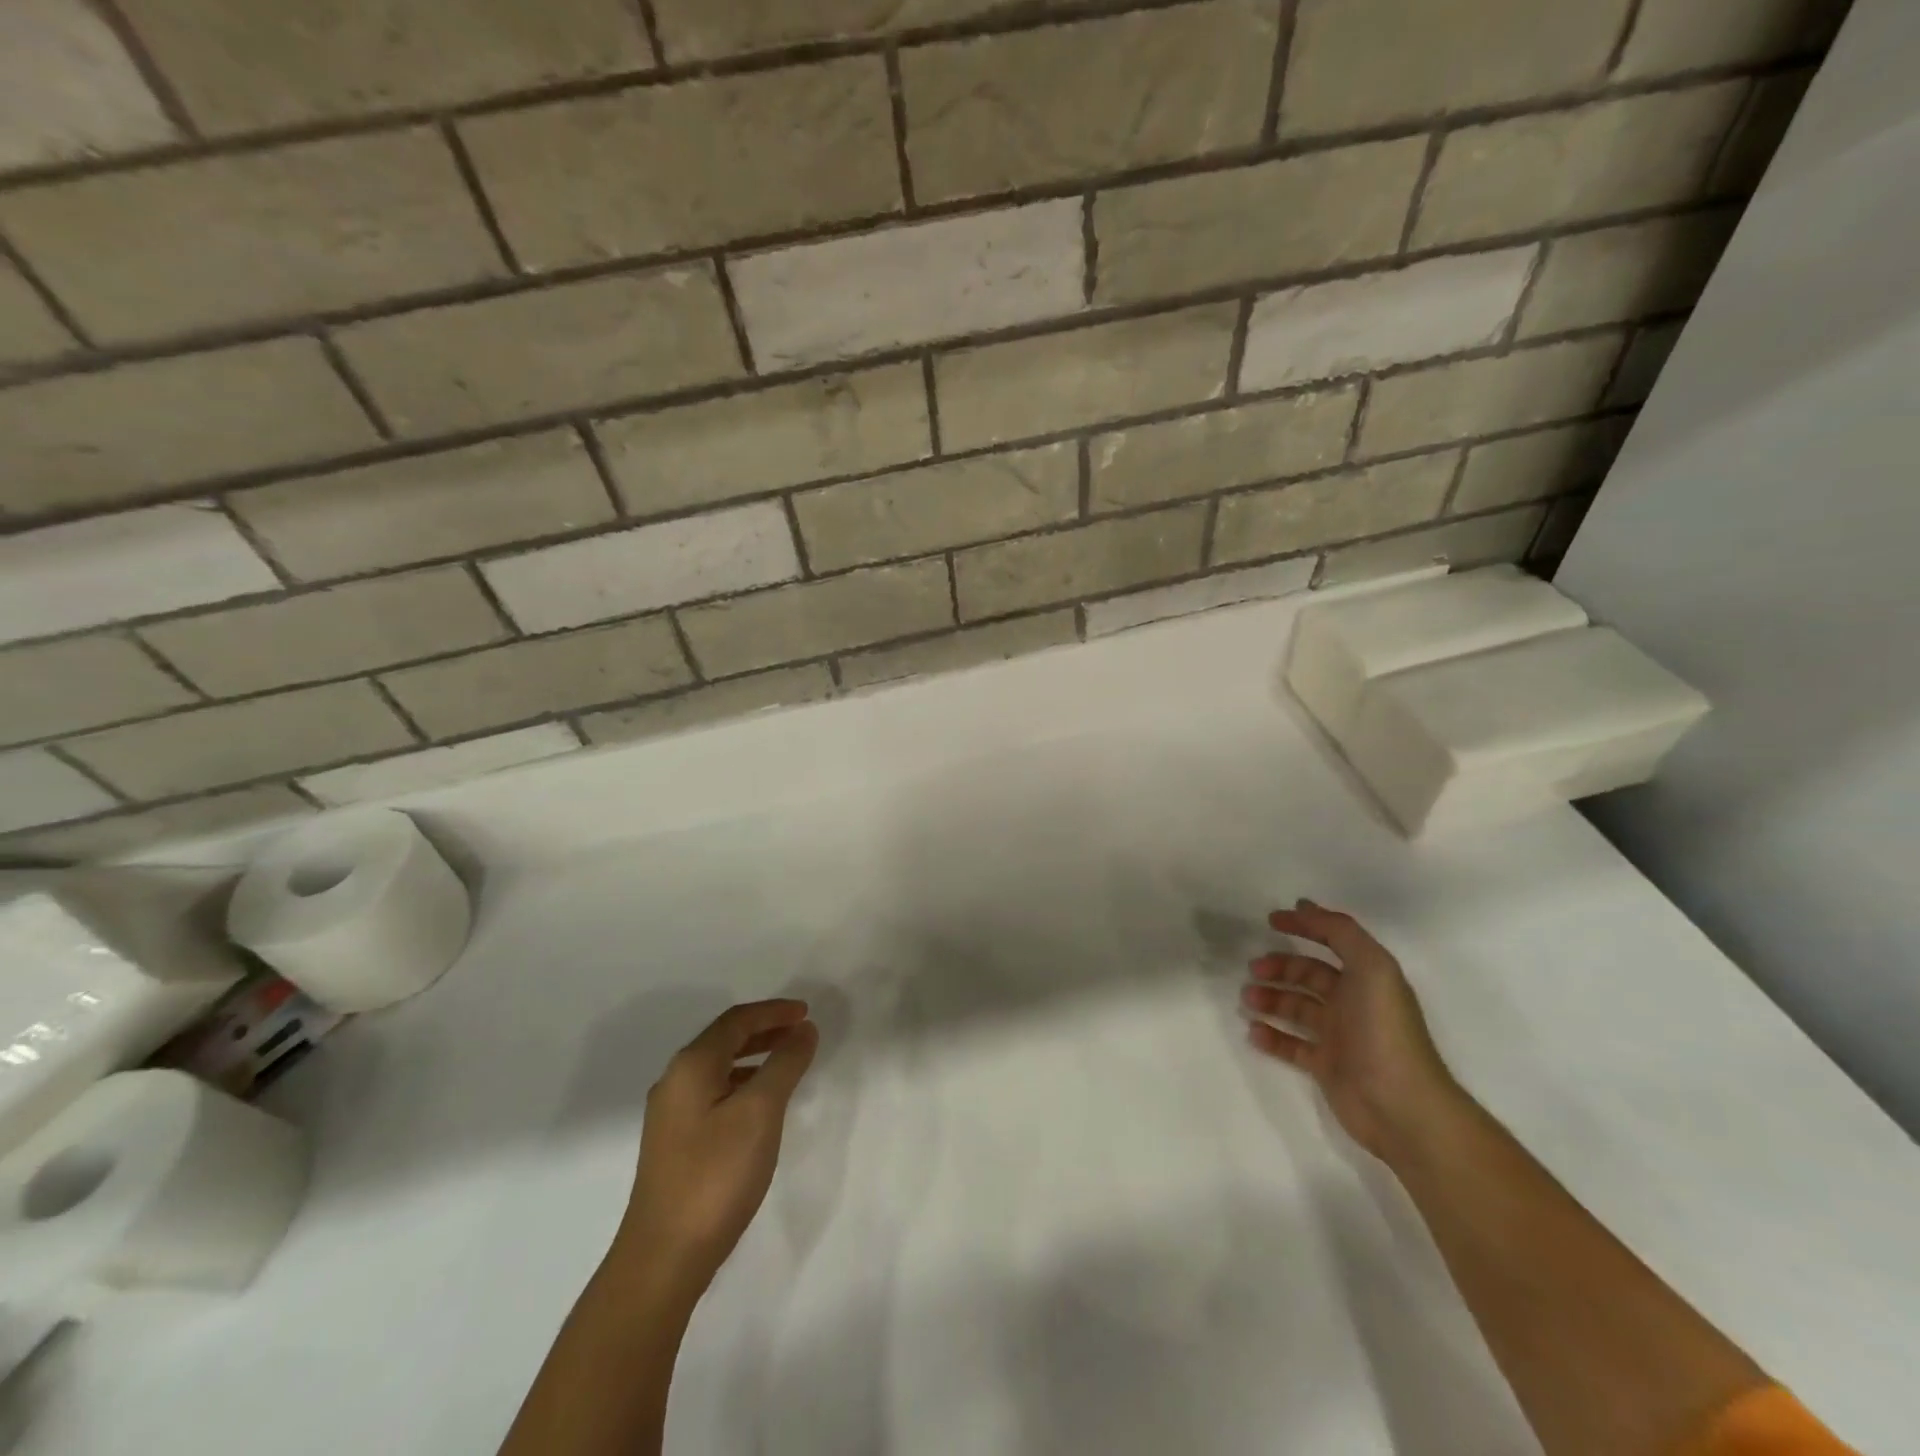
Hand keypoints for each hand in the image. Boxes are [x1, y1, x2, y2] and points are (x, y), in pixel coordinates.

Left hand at [617, 1000, 819, 1287]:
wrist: (663, 1258)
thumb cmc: (716, 1175)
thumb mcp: (760, 1112)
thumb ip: (784, 1064)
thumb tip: (804, 1030)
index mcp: (691, 1066)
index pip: (736, 1021)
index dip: (774, 1011)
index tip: (807, 1012)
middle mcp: (675, 1082)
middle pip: (725, 1040)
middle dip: (765, 1030)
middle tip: (802, 1032)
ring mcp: (671, 1115)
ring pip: (719, 1068)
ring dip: (755, 1057)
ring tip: (788, 1063)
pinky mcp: (676, 1144)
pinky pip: (715, 1093)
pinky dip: (743, 1084)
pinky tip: (761, 1106)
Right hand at [1242, 901, 1457, 1157]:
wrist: (1402, 1106)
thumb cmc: (1385, 1031)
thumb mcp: (1372, 967)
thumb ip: (1340, 932)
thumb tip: (1305, 906)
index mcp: (1367, 977)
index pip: (1333, 941)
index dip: (1305, 926)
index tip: (1272, 919)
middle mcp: (1353, 1002)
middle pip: (1309, 975)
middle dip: (1279, 967)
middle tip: (1253, 969)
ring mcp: (1339, 1036)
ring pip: (1296, 1008)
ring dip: (1270, 999)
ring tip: (1247, 999)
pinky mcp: (1326, 1066)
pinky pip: (1291, 1045)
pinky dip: (1271, 1036)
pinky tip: (1253, 1031)